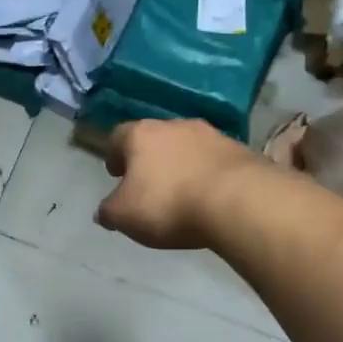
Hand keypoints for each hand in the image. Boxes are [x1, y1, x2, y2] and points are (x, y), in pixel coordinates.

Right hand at [96, 119, 263, 249]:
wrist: (237, 200)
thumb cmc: (168, 204)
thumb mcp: (124, 216)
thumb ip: (108, 211)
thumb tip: (103, 212)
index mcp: (140, 134)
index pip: (118, 136)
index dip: (113, 155)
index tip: (115, 173)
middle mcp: (174, 125)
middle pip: (154, 138)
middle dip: (148, 159)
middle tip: (146, 183)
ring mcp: (210, 134)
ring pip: (186, 147)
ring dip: (180, 164)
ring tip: (180, 190)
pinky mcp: (239, 149)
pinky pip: (213, 160)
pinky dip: (206, 174)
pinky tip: (207, 195)